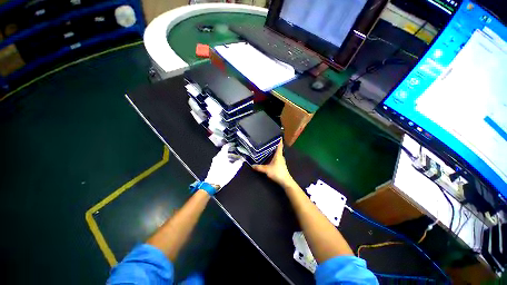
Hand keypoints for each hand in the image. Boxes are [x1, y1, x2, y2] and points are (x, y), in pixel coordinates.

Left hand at [205, 143, 243, 189]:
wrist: (212, 184)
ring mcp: (215, 161)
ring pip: (223, 157)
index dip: (231, 145)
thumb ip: (239, 163)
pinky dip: (226, 160)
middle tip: (237, 154)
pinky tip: (230, 165)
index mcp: (222, 155)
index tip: (234, 145)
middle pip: (225, 152)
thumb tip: (242, 159)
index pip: (226, 147)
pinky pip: (221, 160)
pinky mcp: (214, 166)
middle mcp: (218, 157)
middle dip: (232, 153)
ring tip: (235, 161)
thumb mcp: (234, 169)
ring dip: (229, 157)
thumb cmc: (223, 175)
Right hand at [253, 140, 294, 187]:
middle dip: (274, 144)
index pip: (279, 145)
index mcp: (278, 155)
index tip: (278, 135)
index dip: (279, 140)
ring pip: (277, 153)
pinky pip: (277, 157)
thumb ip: (259, 167)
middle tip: (268, 140)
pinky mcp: (281, 164)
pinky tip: (269, 156)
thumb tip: (252, 165)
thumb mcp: (267, 170)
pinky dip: (274, 155)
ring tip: (268, 147)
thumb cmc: (277, 173)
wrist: (285, 181)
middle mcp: (281, 156)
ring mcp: (281, 161)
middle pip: (278, 148)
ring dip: (274, 150)